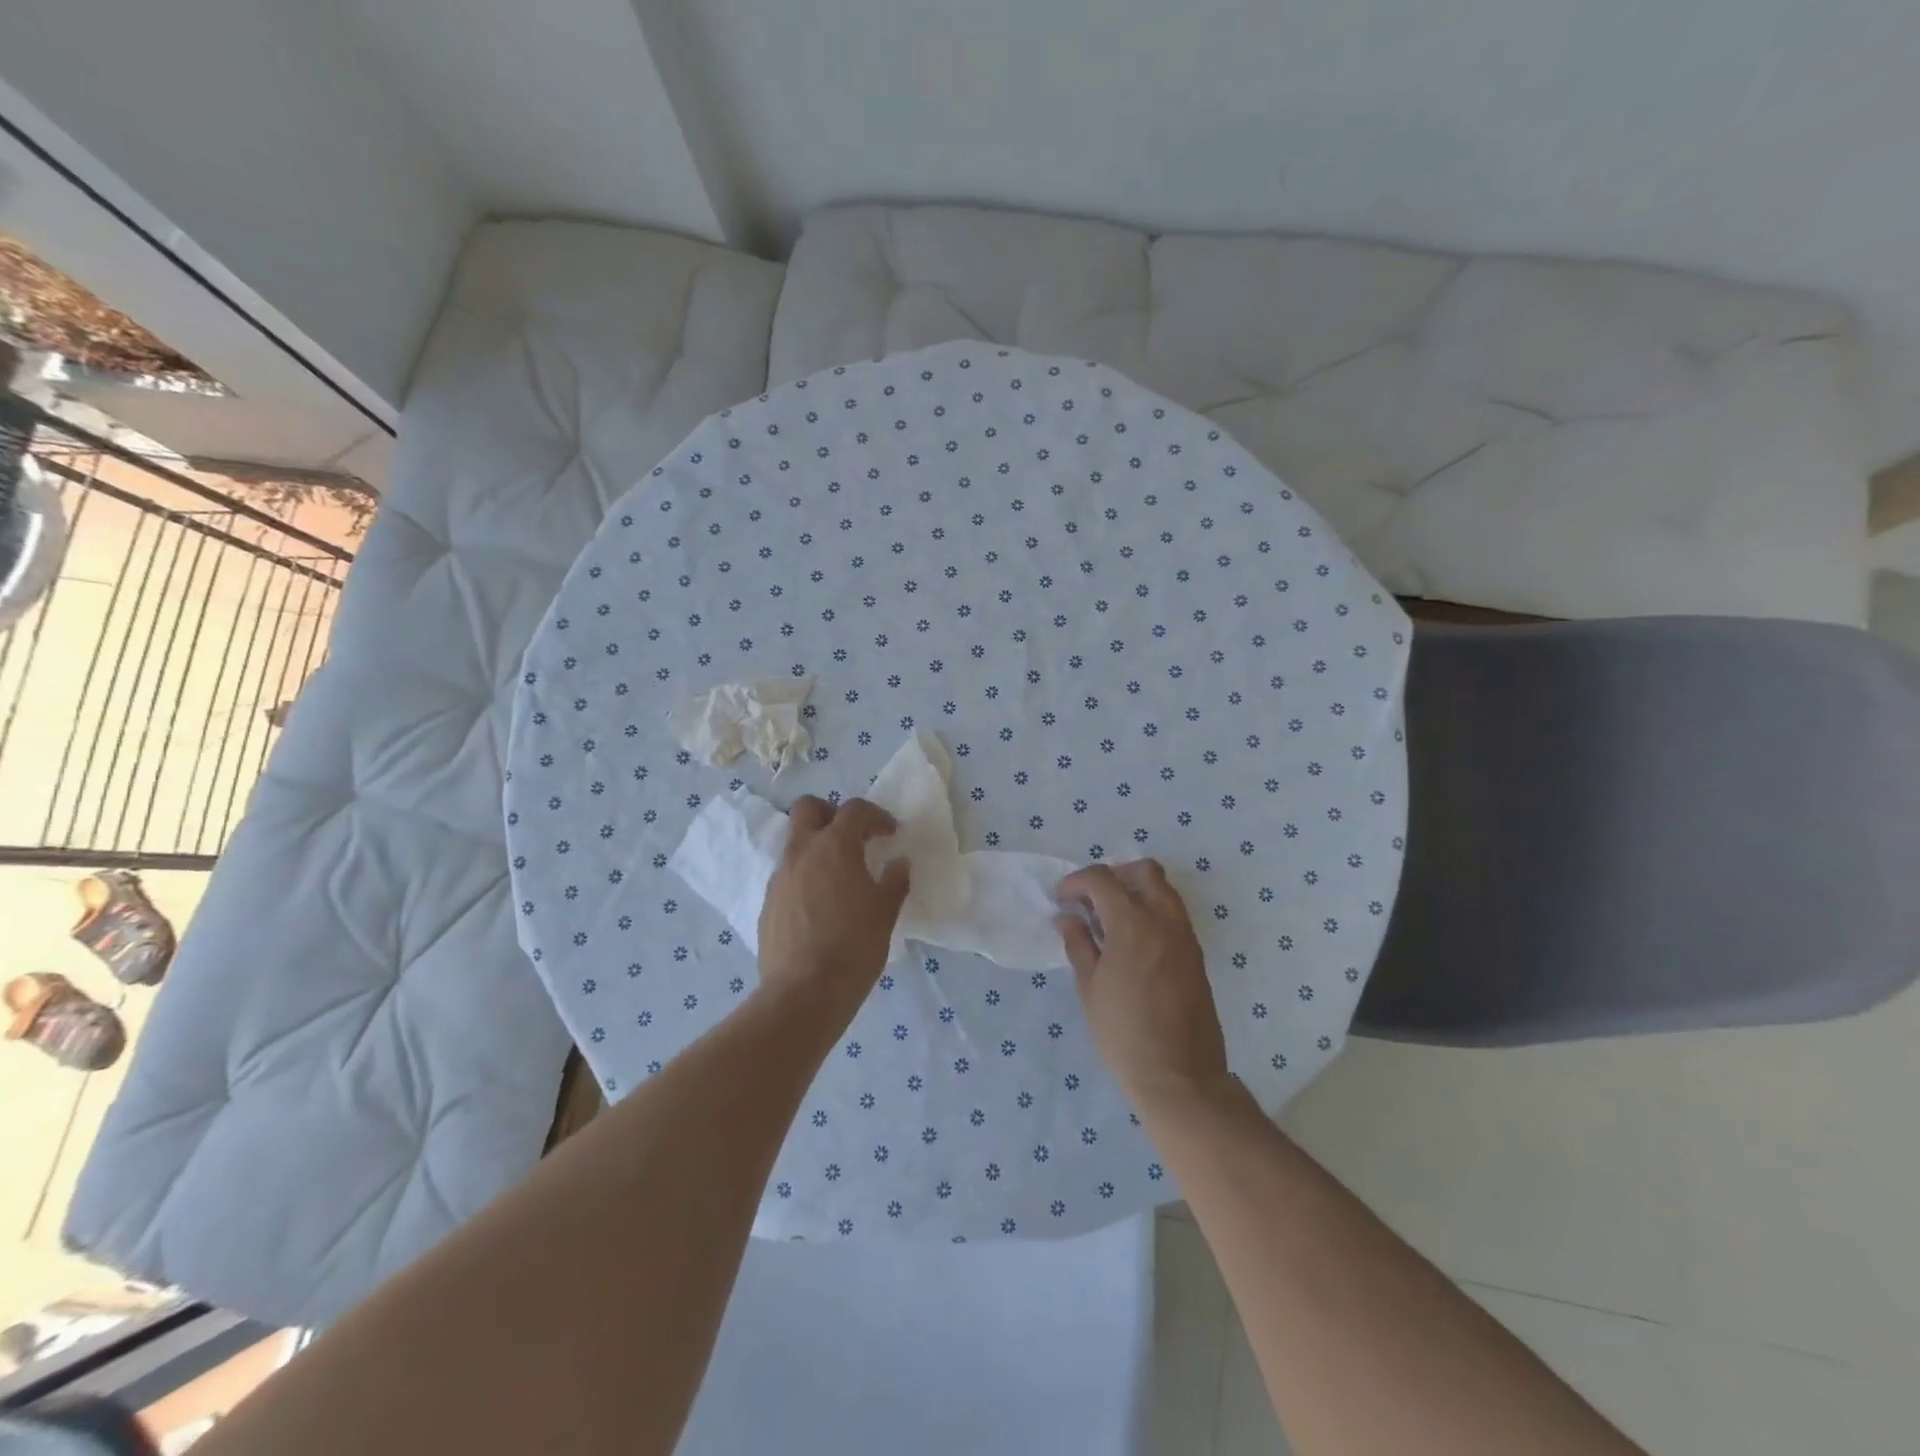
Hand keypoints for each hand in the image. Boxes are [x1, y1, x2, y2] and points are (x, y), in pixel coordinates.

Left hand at [758, 796, 910, 1007]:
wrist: (804, 993)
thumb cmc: (853, 946)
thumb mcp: (885, 912)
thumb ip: (894, 881)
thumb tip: (899, 863)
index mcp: (834, 847)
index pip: (854, 810)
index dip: (876, 816)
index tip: (890, 834)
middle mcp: (801, 852)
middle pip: (808, 808)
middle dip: (831, 813)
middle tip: (853, 837)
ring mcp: (779, 877)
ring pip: (795, 842)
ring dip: (817, 846)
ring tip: (839, 875)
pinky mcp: (768, 903)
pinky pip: (787, 875)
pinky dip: (805, 876)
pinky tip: (821, 906)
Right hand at [1056, 860, 1229, 1111]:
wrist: (1180, 1076)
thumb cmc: (1124, 1034)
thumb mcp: (1089, 988)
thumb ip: (1078, 944)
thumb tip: (1067, 918)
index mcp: (1133, 924)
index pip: (1103, 879)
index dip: (1077, 882)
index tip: (1062, 899)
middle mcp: (1165, 920)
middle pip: (1143, 871)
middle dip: (1114, 875)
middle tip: (1091, 900)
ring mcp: (1186, 936)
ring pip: (1163, 890)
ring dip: (1135, 892)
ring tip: (1110, 921)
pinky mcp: (1196, 955)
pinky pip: (1173, 915)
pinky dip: (1151, 912)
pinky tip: (1131, 942)